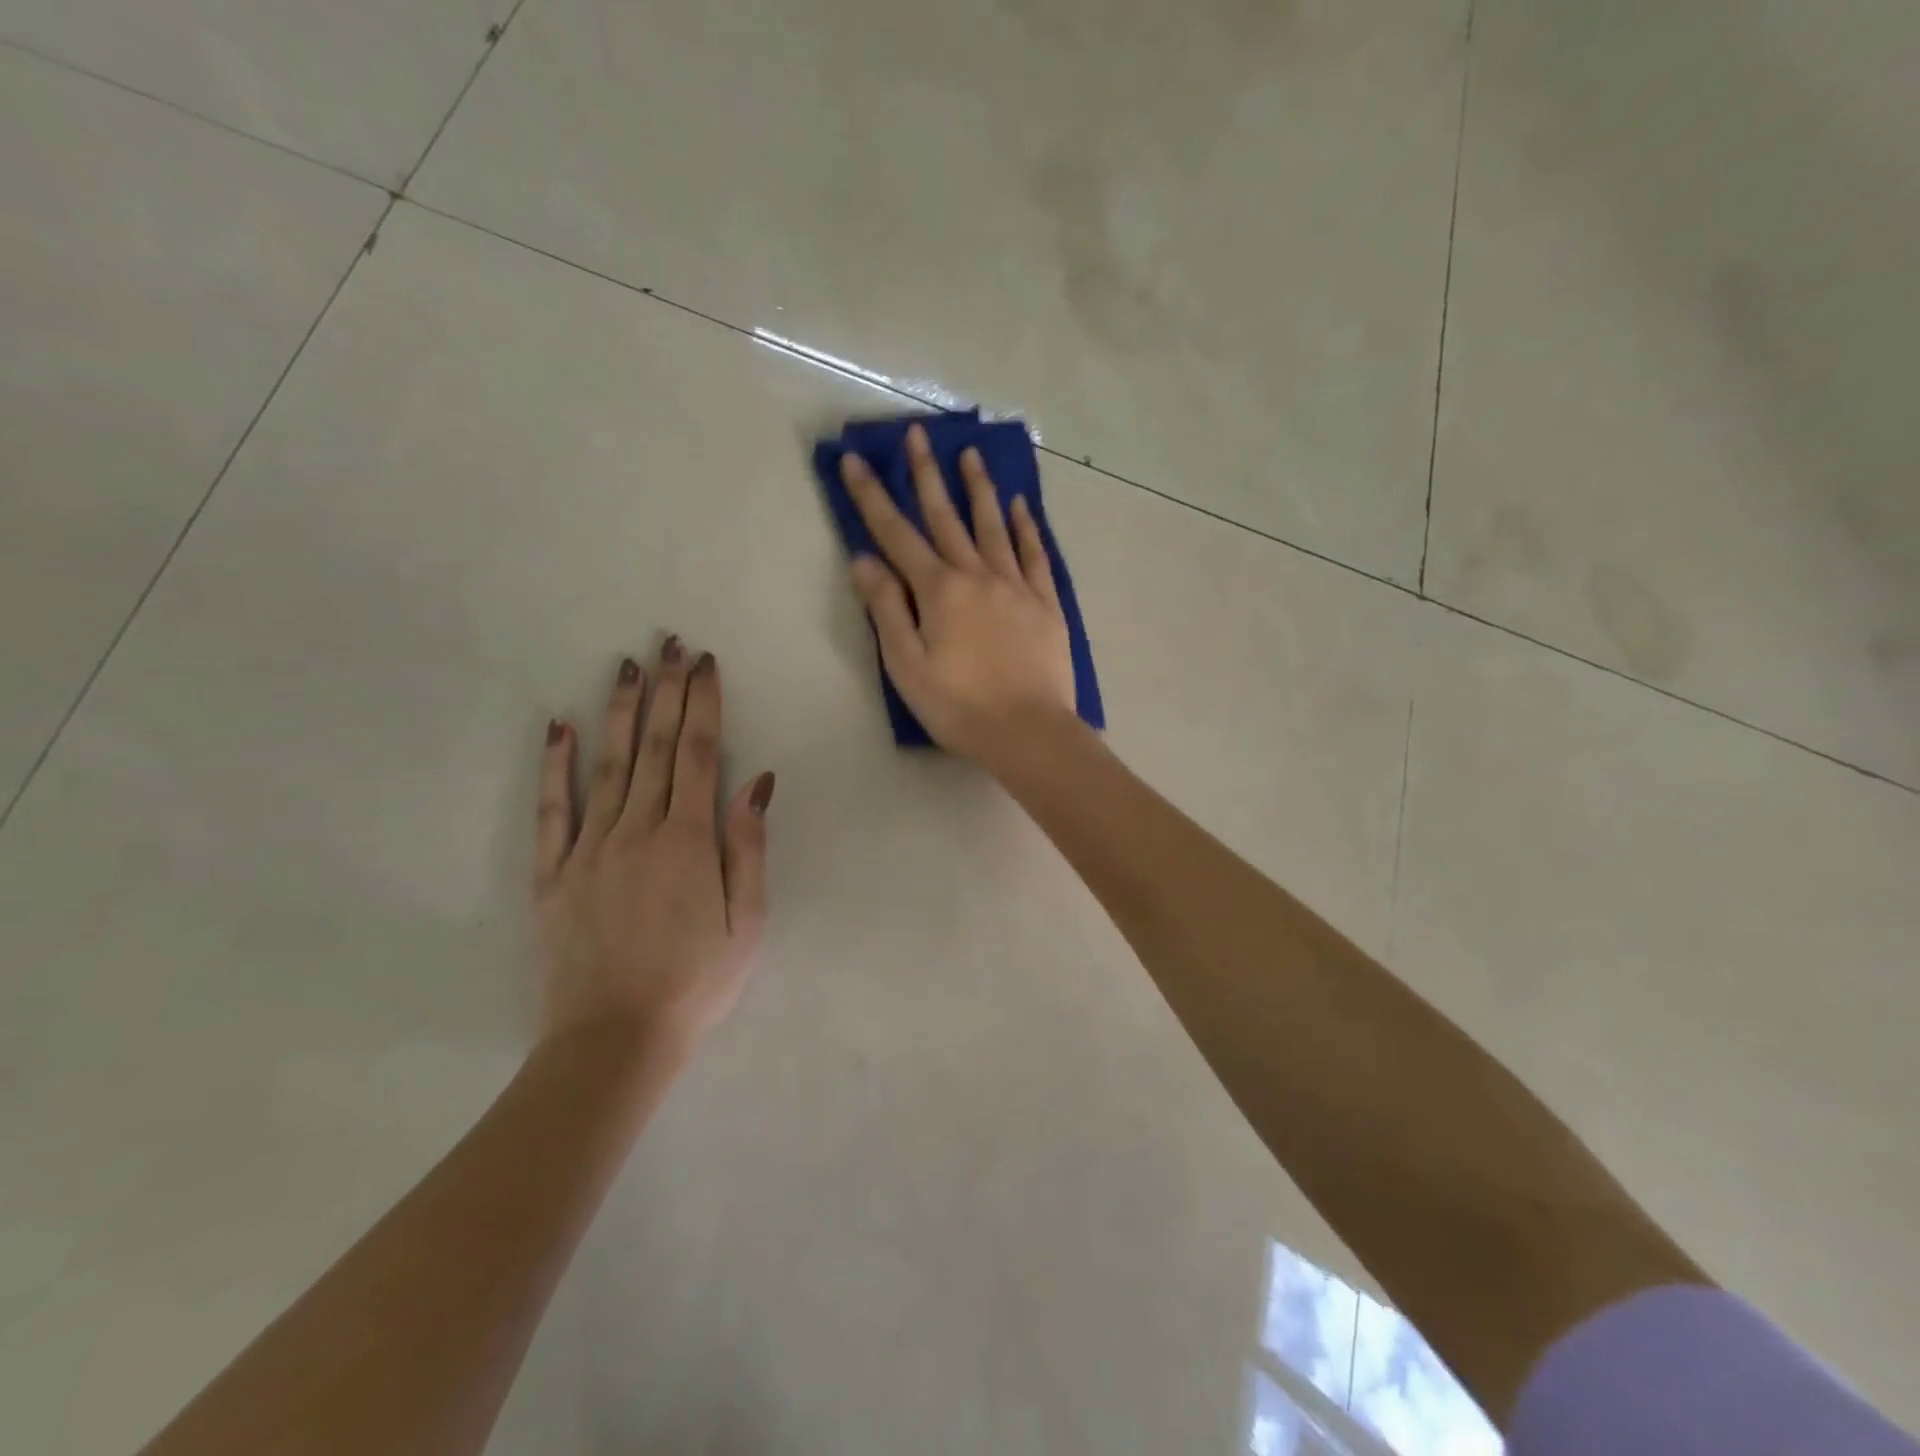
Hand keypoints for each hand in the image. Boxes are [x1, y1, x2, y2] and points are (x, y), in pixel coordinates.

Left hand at [532, 640, 774, 1060]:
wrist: (614, 1040)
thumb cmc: (696, 983)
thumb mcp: (747, 922)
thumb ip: (748, 848)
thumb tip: (756, 782)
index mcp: (689, 840)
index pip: (698, 754)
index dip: (702, 704)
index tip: (704, 665)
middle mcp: (637, 830)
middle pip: (654, 746)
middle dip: (665, 691)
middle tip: (668, 644)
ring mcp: (589, 848)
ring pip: (608, 764)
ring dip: (619, 711)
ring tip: (626, 666)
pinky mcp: (553, 873)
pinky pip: (552, 809)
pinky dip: (555, 765)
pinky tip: (558, 727)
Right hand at [841, 423, 1076, 762]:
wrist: (1029, 732)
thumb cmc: (959, 707)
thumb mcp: (907, 666)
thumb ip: (886, 609)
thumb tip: (864, 559)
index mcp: (938, 591)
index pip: (897, 534)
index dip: (872, 497)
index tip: (855, 460)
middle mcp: (977, 575)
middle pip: (946, 517)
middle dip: (927, 474)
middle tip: (918, 433)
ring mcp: (1016, 586)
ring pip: (993, 526)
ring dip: (979, 488)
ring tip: (971, 454)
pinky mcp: (1045, 603)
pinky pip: (1035, 554)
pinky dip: (1025, 527)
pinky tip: (1020, 506)